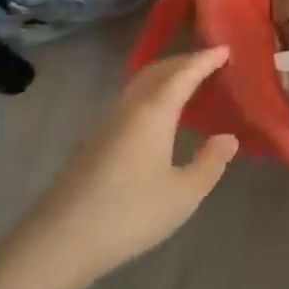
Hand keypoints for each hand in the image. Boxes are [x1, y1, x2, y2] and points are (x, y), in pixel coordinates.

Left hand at [30, 46, 240, 277]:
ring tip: (188, 83)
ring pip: (140, 84)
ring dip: (165, 76)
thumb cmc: (129, 214)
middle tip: (210, 62)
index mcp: (154, 112)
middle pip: (158, 70)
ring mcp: (107, 122)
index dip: (205, 59)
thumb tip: (228, 138)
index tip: (225, 48)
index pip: (184, 73)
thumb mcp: (183, 194)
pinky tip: (158, 114)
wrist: (60, 240)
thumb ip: (209, 163)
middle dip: (185, 61)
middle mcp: (129, 107)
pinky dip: (151, 93)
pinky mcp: (94, 140)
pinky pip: (130, 100)